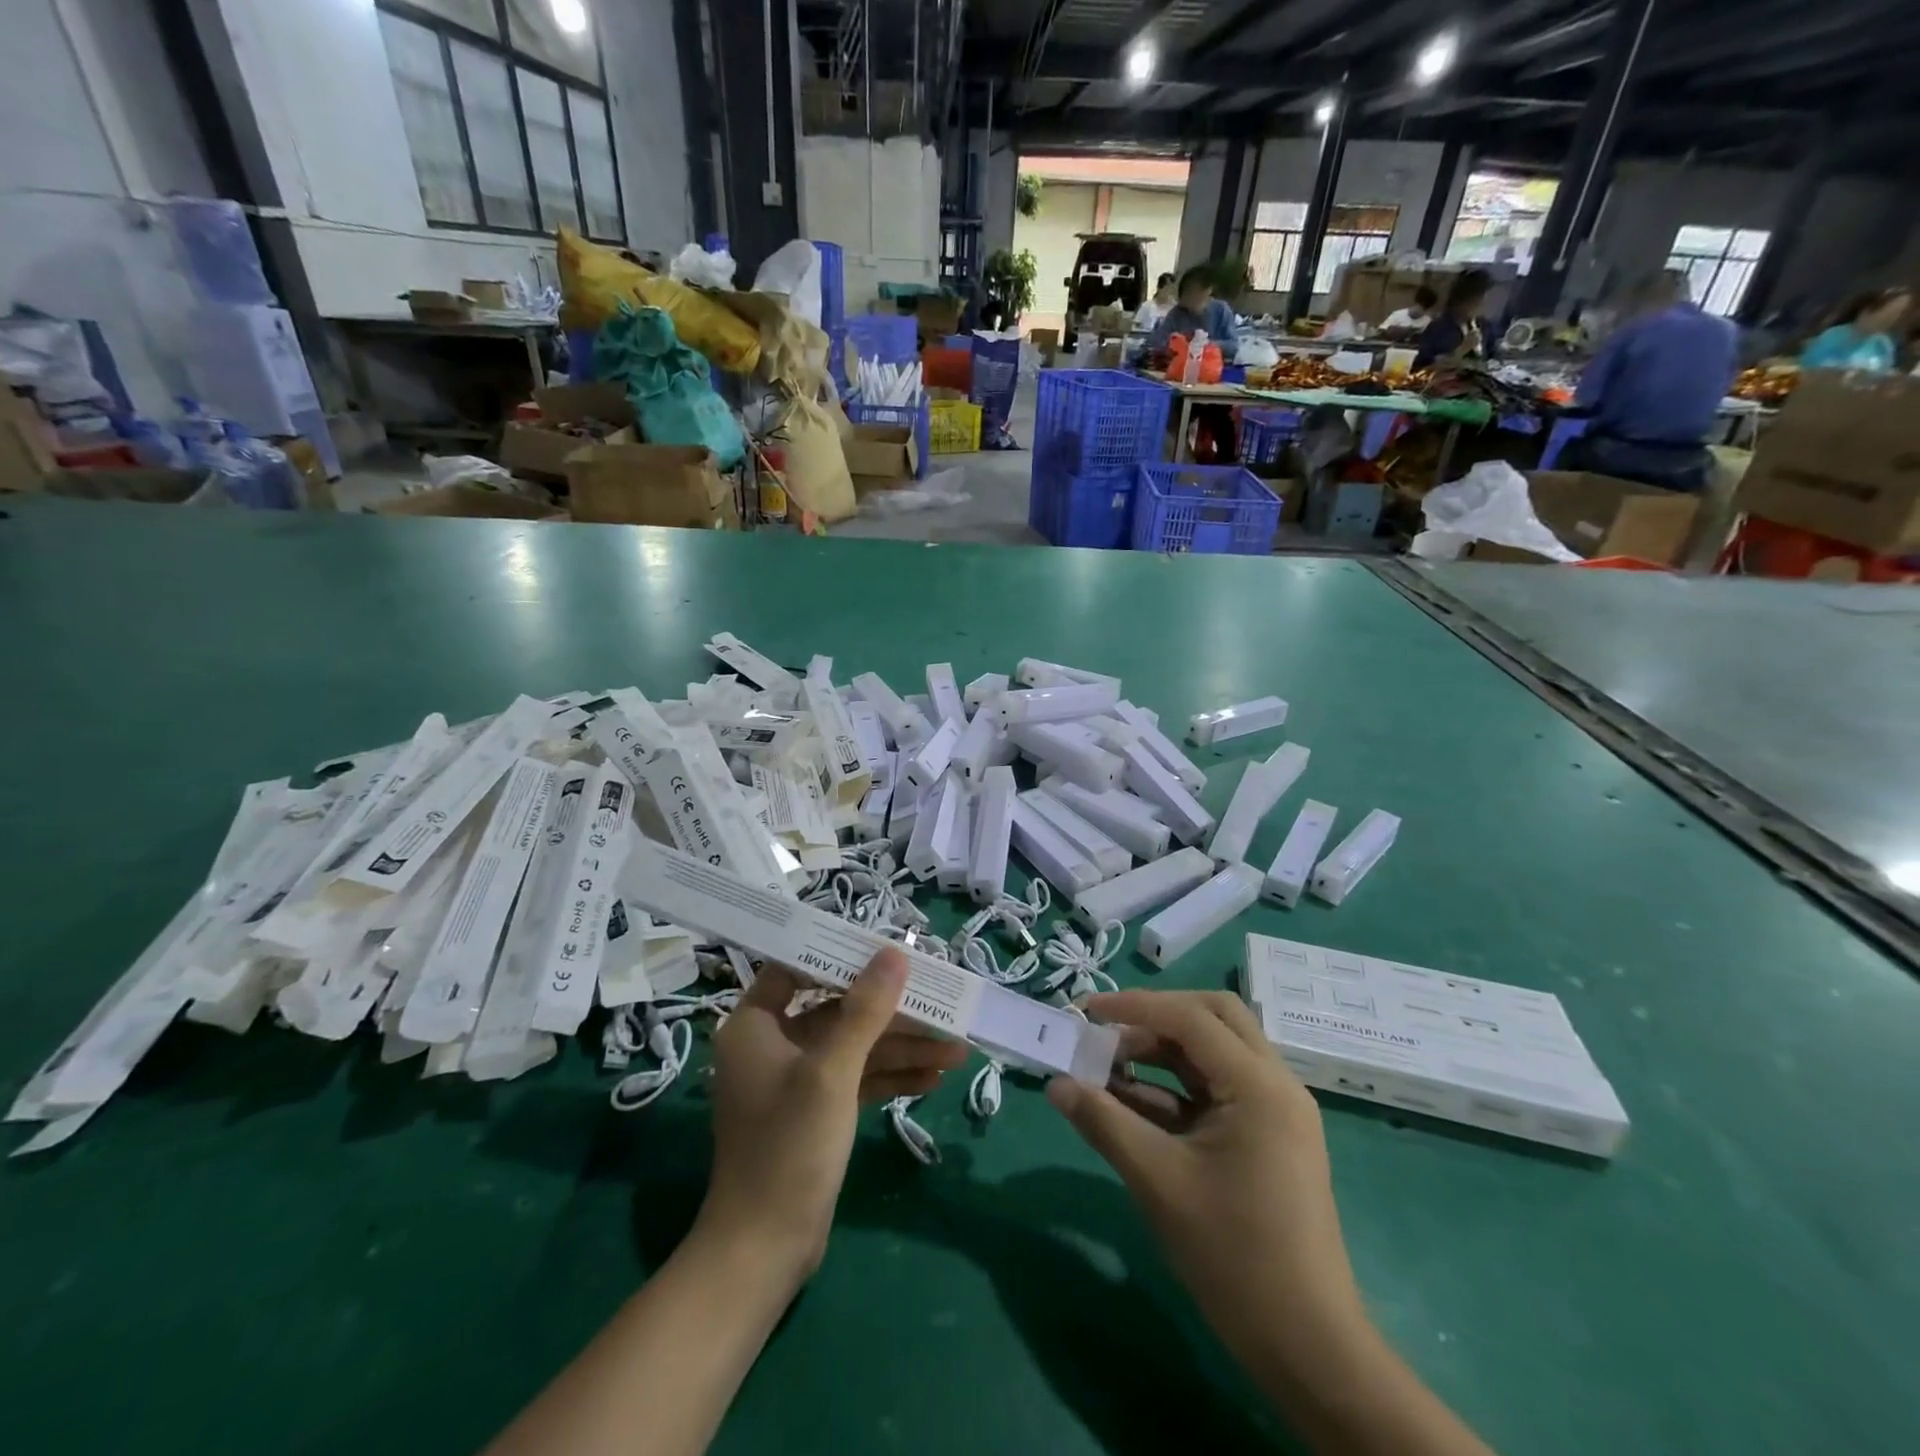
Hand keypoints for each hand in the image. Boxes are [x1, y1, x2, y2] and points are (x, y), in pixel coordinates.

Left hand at [700, 948, 966, 1282]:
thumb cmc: (788, 1147)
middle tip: (940, 1001)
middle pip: (837, 1009)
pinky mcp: (816, 1110)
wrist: (765, 1250)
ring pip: (854, 1046)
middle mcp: (773, 1044)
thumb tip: (894, 953)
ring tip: (957, 1047)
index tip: (885, 950)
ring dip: (902, 1047)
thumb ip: (865, 1010)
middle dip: (891, 1012)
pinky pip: (857, 1078)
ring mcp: (796, 1080)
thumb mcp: (832, 1072)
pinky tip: (934, 1076)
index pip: (796, 968)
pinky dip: (891, 1076)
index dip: (839, 956)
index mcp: (755, 1025)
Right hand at [1046, 990, 1363, 1371]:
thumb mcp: (1157, 1180)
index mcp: (1258, 1085)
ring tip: (1109, 1069)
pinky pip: (1217, 1091)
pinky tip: (1133, 1104)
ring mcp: (1275, 1112)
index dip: (1134, 1006)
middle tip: (1109, 1033)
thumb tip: (1056, 1084)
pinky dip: (1176, 1088)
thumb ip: (1103, 1121)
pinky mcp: (1268, 1138)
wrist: (1307, 1347)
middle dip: (1156, 1017)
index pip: (1191, 1018)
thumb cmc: (1233, 1254)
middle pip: (1214, 1018)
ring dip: (1163, 1052)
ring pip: (1215, 1053)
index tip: (1086, 1010)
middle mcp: (1275, 1085)